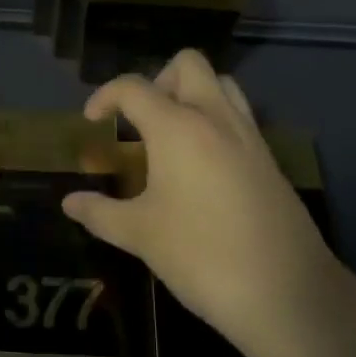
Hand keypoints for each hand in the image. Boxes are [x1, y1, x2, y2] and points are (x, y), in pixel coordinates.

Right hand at [63, 51, 340, 356]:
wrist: (286, 292)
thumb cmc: (202, 256)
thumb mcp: (141, 235)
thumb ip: (101, 213)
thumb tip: (69, 202)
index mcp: (177, 126)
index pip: (134, 86)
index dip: (105, 96)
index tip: (92, 121)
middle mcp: (214, 116)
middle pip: (187, 64)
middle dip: (158, 79)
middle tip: (142, 120)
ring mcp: (248, 134)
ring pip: (221, 83)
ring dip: (193, 93)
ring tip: (173, 134)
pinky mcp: (269, 157)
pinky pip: (239, 116)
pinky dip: (216, 120)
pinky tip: (204, 165)